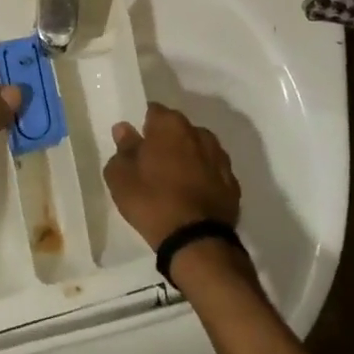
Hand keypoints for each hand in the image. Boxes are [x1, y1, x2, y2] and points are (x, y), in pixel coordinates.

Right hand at [104, 103, 240, 249]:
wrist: (197, 241)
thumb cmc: (152, 201)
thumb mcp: (121, 177)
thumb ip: (122, 149)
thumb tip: (125, 130)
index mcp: (170, 125)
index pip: (154, 112)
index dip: (144, 127)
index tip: (137, 144)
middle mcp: (199, 133)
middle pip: (178, 130)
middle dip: (167, 141)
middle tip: (153, 164)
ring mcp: (220, 158)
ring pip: (198, 149)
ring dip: (187, 158)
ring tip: (174, 182)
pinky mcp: (233, 183)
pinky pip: (212, 172)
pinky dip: (203, 178)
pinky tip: (192, 196)